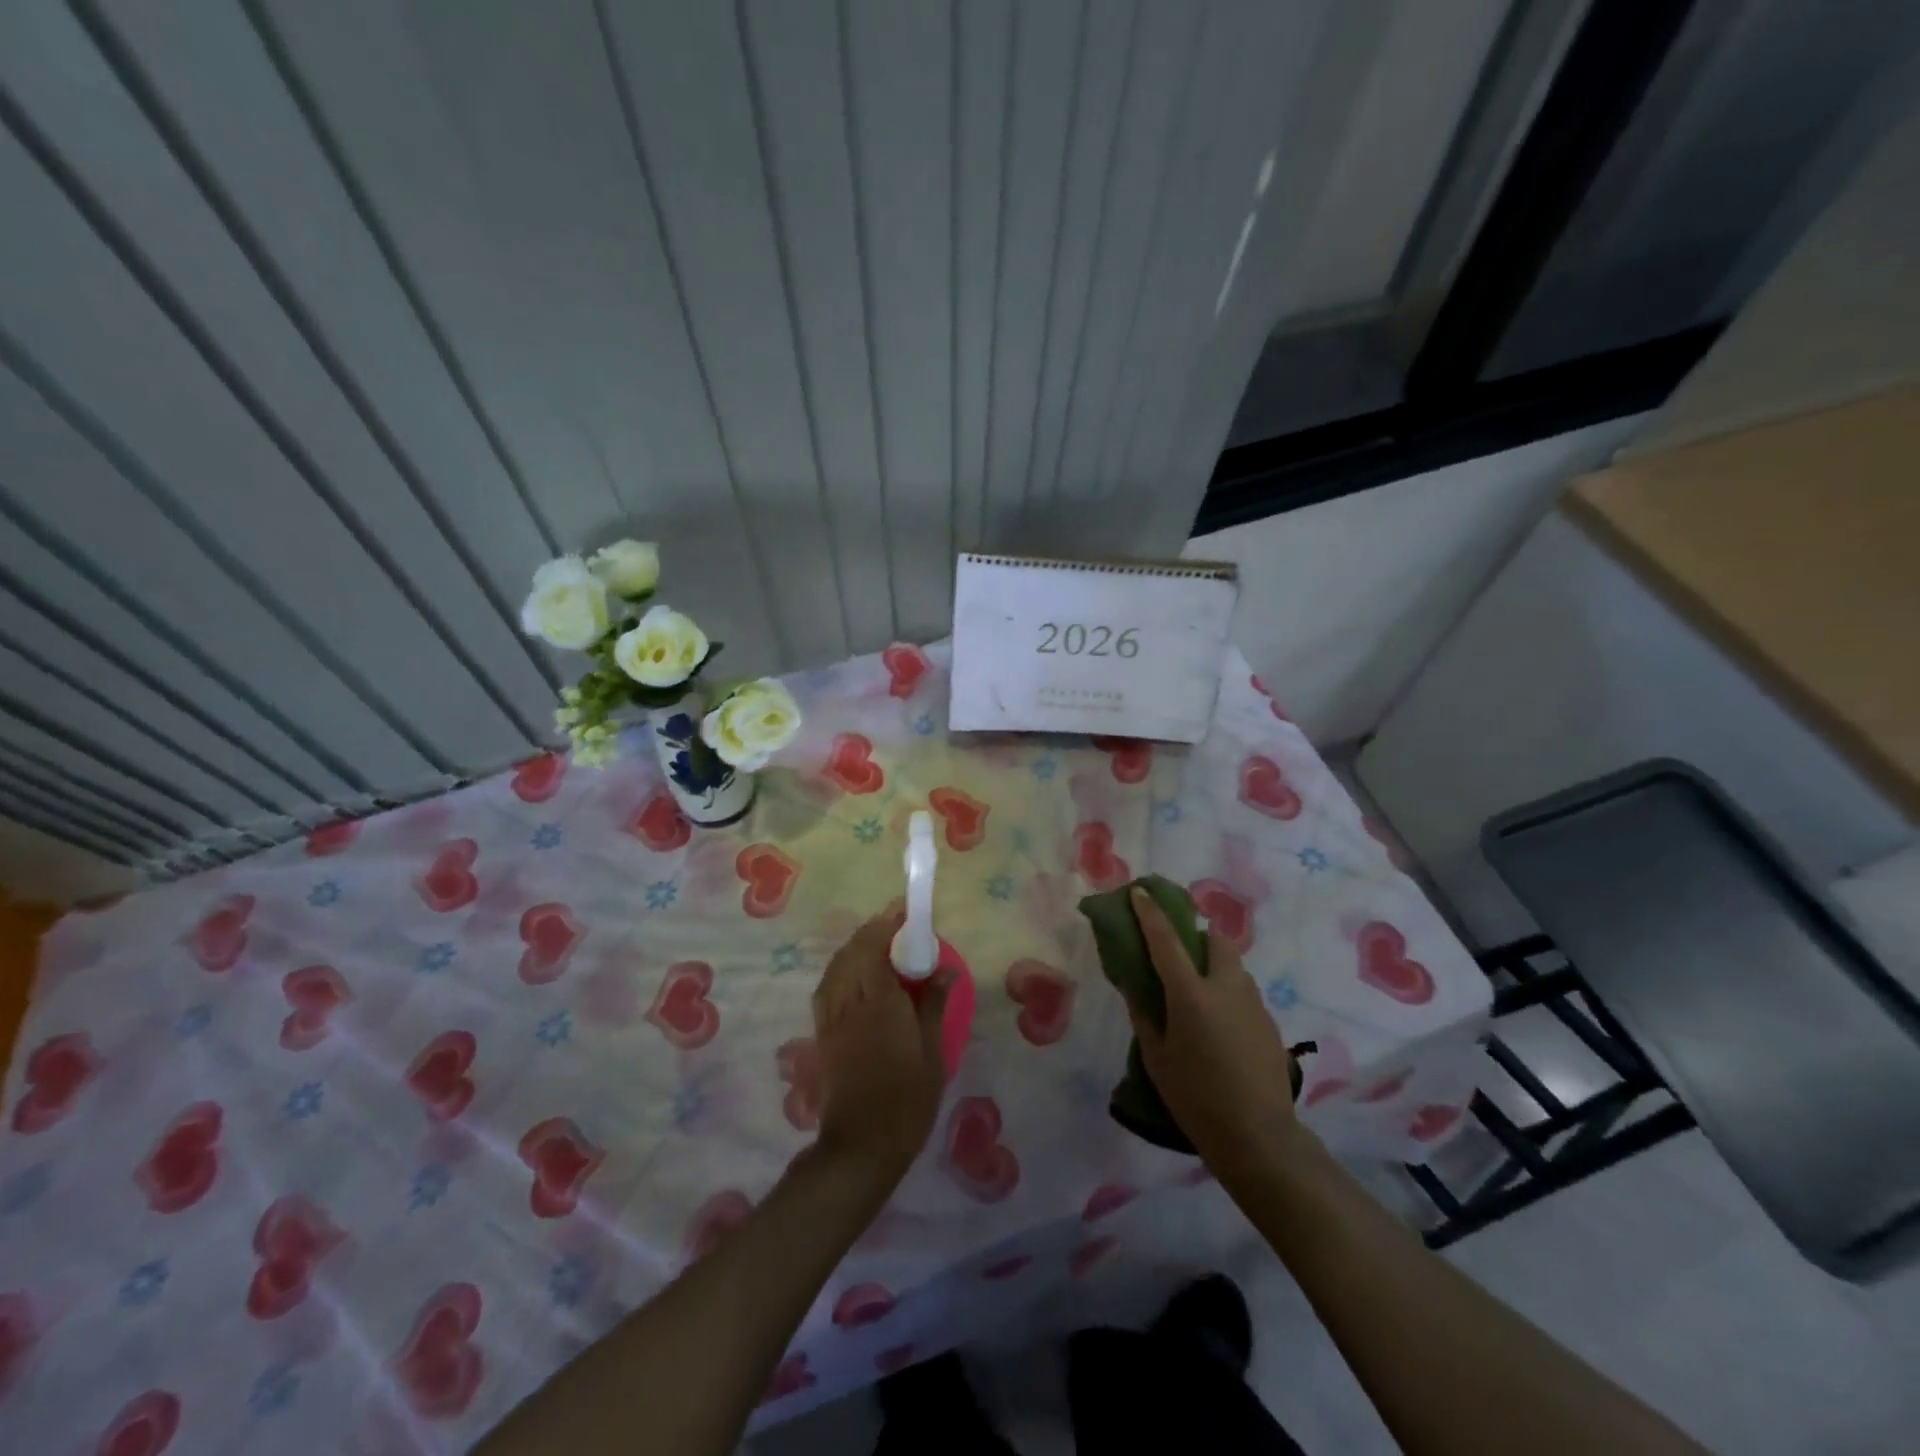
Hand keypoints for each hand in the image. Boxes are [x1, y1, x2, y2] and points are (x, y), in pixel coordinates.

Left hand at [811, 905, 950, 1182]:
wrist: (861, 1146)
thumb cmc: (907, 1101)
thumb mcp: (933, 1055)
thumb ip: (934, 1006)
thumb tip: (945, 969)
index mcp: (880, 1004)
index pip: (876, 948)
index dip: (887, 924)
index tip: (903, 910)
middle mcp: (850, 1003)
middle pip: (852, 952)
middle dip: (871, 930)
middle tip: (894, 924)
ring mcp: (832, 1019)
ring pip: (836, 968)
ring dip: (853, 947)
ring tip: (875, 942)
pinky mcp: (823, 1035)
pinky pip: (827, 988)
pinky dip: (839, 969)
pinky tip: (852, 974)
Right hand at [1126, 886, 1306, 1175]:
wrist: (1258, 1136)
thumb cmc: (1195, 1096)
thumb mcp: (1156, 1056)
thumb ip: (1144, 1014)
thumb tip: (1135, 986)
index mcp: (1191, 993)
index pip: (1166, 939)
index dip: (1150, 912)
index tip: (1140, 891)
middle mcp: (1226, 987)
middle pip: (1216, 940)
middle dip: (1198, 937)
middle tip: (1181, 957)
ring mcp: (1253, 1003)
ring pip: (1234, 966)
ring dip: (1215, 966)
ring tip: (1199, 996)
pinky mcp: (1270, 1023)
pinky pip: (1245, 992)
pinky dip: (1229, 993)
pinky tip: (1220, 1027)